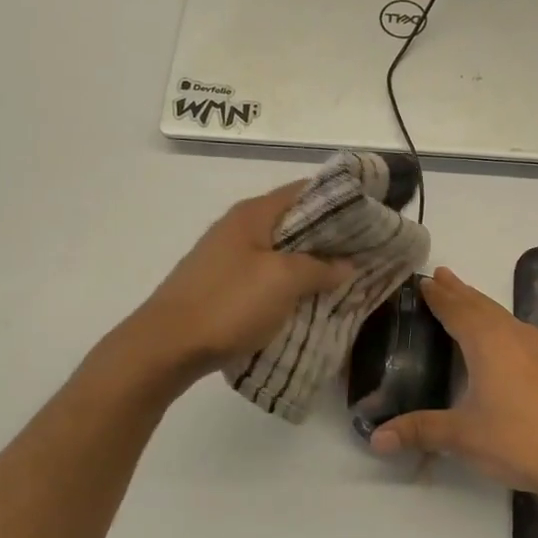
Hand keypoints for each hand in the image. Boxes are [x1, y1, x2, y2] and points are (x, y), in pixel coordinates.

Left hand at [132, 183, 352, 382]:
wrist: (166, 346)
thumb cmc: (228, 304)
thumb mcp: (283, 281)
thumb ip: (320, 267)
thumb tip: (346, 264)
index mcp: (254, 214)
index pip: (306, 190)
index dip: (341, 200)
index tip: (372, 215)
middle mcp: (240, 227)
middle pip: (295, 221)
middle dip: (331, 236)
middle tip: (367, 252)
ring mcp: (228, 257)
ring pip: (282, 251)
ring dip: (312, 262)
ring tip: (345, 277)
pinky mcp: (223, 284)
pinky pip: (268, 275)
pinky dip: (291, 282)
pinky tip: (309, 300)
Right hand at [369, 268, 537, 498]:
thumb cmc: (516, 440)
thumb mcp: (461, 436)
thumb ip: (419, 431)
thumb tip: (376, 439)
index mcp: (488, 343)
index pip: (457, 310)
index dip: (439, 296)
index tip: (424, 281)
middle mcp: (514, 336)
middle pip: (481, 305)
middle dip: (459, 291)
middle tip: (440, 276)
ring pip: (503, 316)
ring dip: (481, 304)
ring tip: (466, 298)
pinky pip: (519, 331)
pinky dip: (501, 322)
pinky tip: (504, 335)